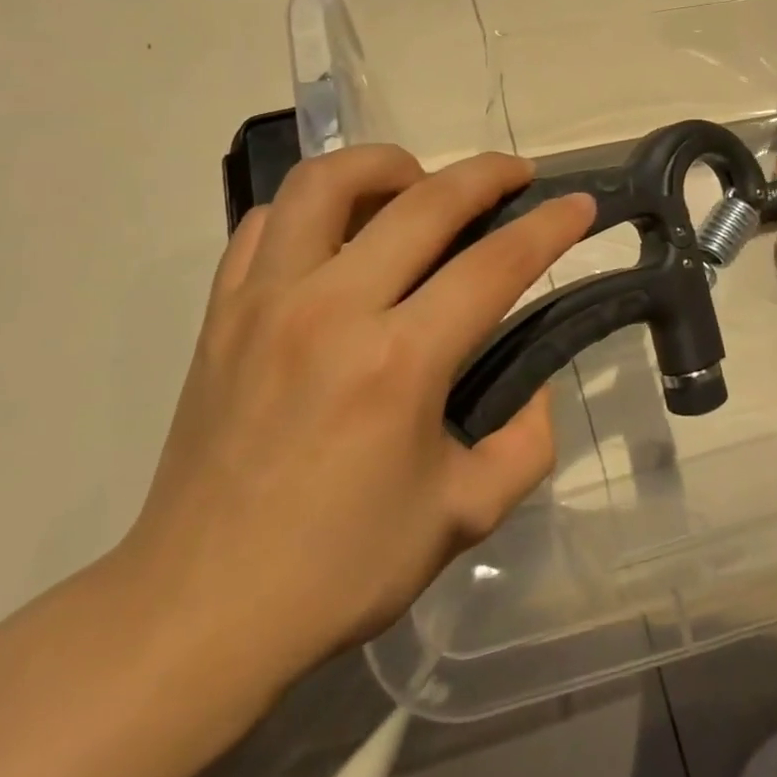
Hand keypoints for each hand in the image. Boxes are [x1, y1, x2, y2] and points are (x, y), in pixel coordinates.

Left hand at [118, 146, 595, 695]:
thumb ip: (525, 443)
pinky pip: (268, 222)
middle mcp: (333, 310)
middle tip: (517, 174)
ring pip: (327, 182)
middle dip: (487, 173)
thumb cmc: (337, 569)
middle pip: (425, 201)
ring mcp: (267, 301)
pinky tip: (339, 233)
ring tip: (418, 184)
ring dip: (386, 165)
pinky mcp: (221, 311)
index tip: (580, 204)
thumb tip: (534, 386)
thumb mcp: (463, 516)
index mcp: (400, 363)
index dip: (550, 227)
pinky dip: (313, 208)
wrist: (196, 611)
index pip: (496, 265)